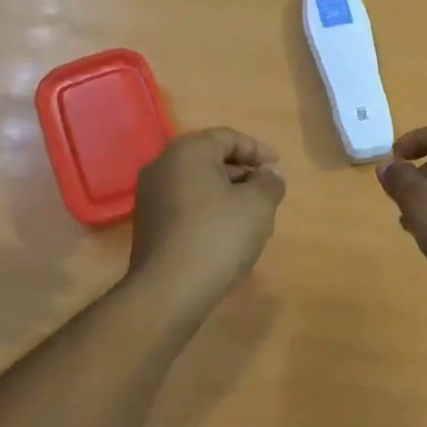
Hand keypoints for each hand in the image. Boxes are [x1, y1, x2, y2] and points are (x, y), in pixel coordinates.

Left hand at [131, 128, 286, 301]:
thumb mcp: (258, 205)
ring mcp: (150, 196)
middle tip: (267, 191)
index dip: (257, 150)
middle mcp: (162, 166)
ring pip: (197, 184)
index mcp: (187, 151)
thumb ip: (270, 182)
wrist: (169, 290)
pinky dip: (209, 210)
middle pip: (210, 159)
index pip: (227, 137)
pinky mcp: (148, 224)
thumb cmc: (218, 236)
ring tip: (252, 215)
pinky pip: (185, 205)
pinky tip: (227, 233)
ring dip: (227, 193)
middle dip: (243, 173)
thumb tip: (270, 174)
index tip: (277, 168)